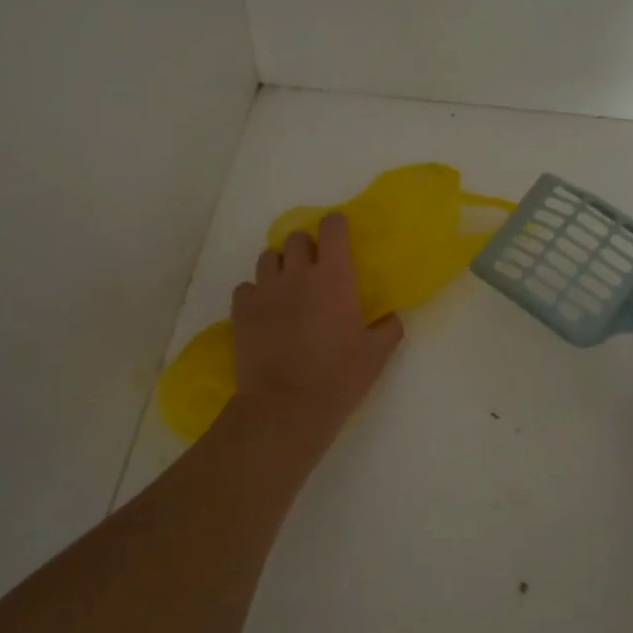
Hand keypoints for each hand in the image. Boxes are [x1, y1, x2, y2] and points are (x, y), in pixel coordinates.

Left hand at [228, 213, 402, 444]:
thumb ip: (388, 329)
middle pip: (296, 239)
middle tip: (313, 269)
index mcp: (333, 277)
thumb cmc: (338, 377)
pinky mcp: (241, 310)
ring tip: (286, 288)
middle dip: (306, 247)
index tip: (339, 235)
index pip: (332, 228)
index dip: (335, 225)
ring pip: (267, 258)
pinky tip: (264, 311)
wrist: (286, 406)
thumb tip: (391, 317)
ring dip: (279, 266)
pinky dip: (255, 293)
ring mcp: (265, 290)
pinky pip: (246, 287)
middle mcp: (296, 274)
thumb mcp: (376, 355)